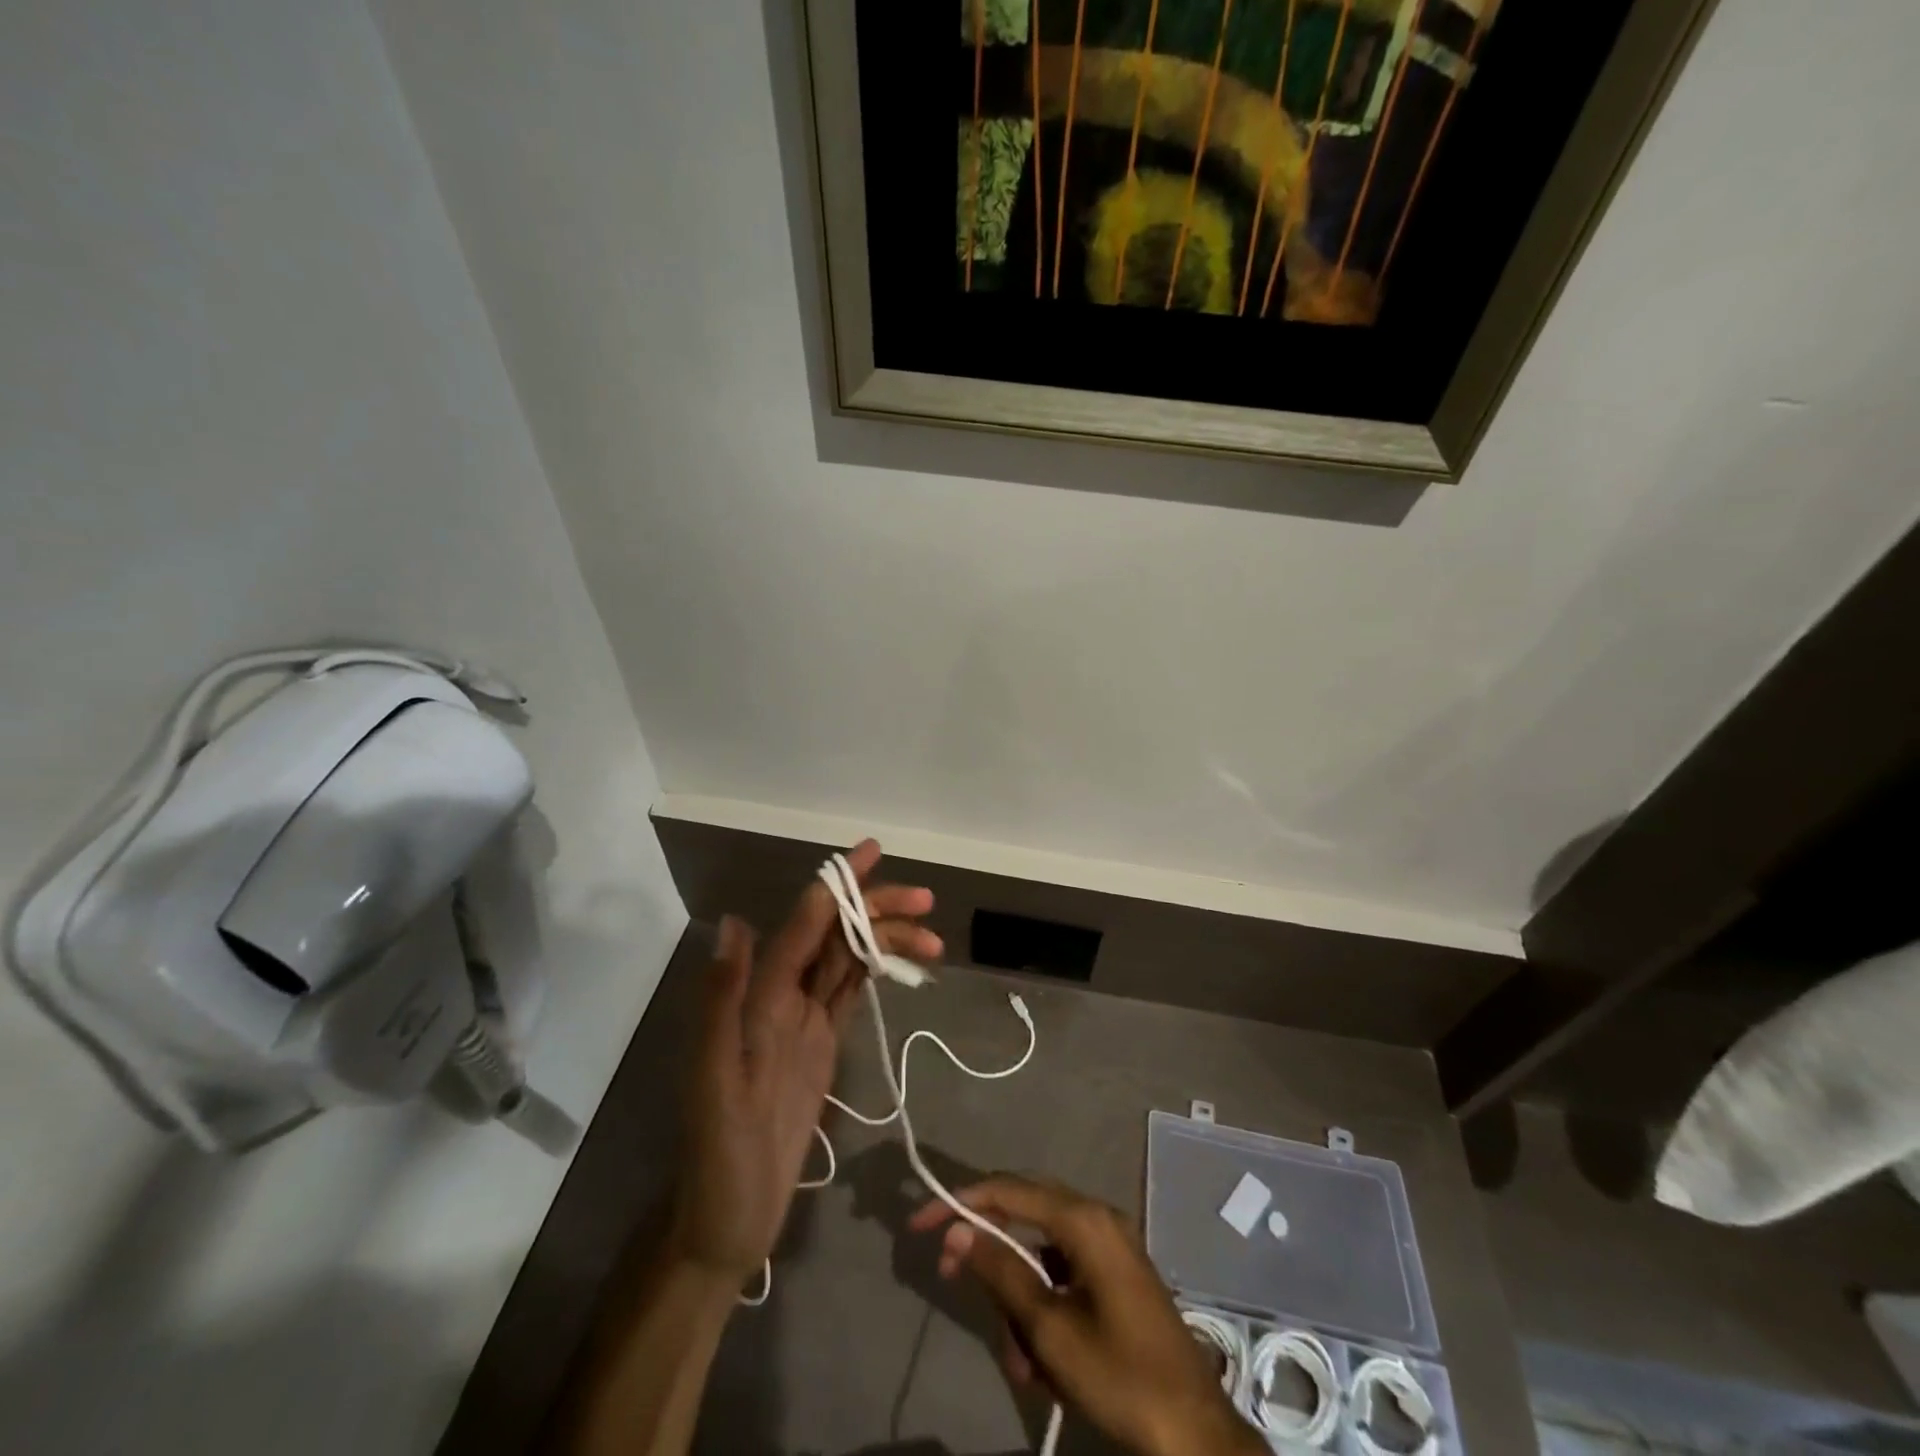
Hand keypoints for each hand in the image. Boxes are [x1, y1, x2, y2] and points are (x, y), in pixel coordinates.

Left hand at [668, 840, 938, 1285]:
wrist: (728, 1219)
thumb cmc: (718, 1156)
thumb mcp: (714, 1080)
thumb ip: (724, 999)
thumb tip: (734, 920)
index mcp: (757, 998)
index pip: (803, 928)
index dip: (835, 888)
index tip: (870, 853)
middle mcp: (779, 997)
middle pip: (833, 936)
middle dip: (875, 910)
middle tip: (925, 900)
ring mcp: (802, 1020)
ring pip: (849, 960)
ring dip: (886, 939)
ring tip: (933, 937)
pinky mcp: (820, 1043)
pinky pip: (851, 992)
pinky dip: (878, 969)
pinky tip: (904, 959)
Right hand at [911, 1176, 1265, 1455]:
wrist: (1195, 1434)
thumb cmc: (1121, 1376)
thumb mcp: (1050, 1329)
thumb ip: (1001, 1271)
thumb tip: (957, 1229)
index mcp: (1084, 1219)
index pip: (1008, 1190)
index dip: (960, 1201)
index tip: (921, 1222)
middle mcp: (1096, 1218)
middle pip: (1022, 1215)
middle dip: (988, 1254)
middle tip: (949, 1278)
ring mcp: (1108, 1246)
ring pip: (1040, 1254)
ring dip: (1018, 1300)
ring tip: (1020, 1363)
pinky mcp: (1114, 1275)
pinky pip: (1062, 1275)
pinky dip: (1043, 1309)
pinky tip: (1040, 1363)